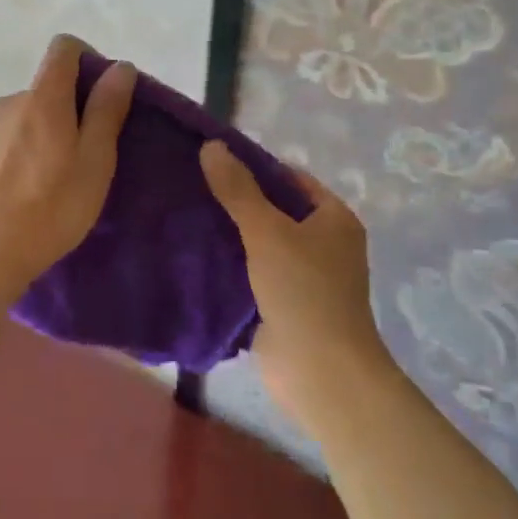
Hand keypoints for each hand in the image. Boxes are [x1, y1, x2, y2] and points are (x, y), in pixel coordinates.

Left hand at [0, 36, 135, 293]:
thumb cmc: (52, 207)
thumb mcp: (94, 161)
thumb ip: (107, 110)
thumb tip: (120, 67)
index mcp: (43, 97)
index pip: (64, 48)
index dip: (87, 59)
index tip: (102, 94)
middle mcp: (10, 100)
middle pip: (47, 86)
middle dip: (70, 108)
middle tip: (86, 154)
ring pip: (26, 113)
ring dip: (44, 130)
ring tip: (54, 176)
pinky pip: (6, 135)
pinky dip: (21, 148)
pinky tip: (25, 186)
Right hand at [198, 141, 394, 414]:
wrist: (319, 373)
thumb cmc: (303, 291)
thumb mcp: (268, 231)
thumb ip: (238, 189)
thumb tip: (211, 145)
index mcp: (333, 219)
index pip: (290, 178)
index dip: (254, 165)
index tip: (211, 160)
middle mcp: (323, 243)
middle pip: (273, 209)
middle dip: (235, 199)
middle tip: (190, 183)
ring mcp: (302, 276)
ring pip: (258, 241)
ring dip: (228, 232)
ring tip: (184, 211)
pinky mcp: (281, 303)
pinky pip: (250, 271)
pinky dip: (227, 262)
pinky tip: (193, 252)